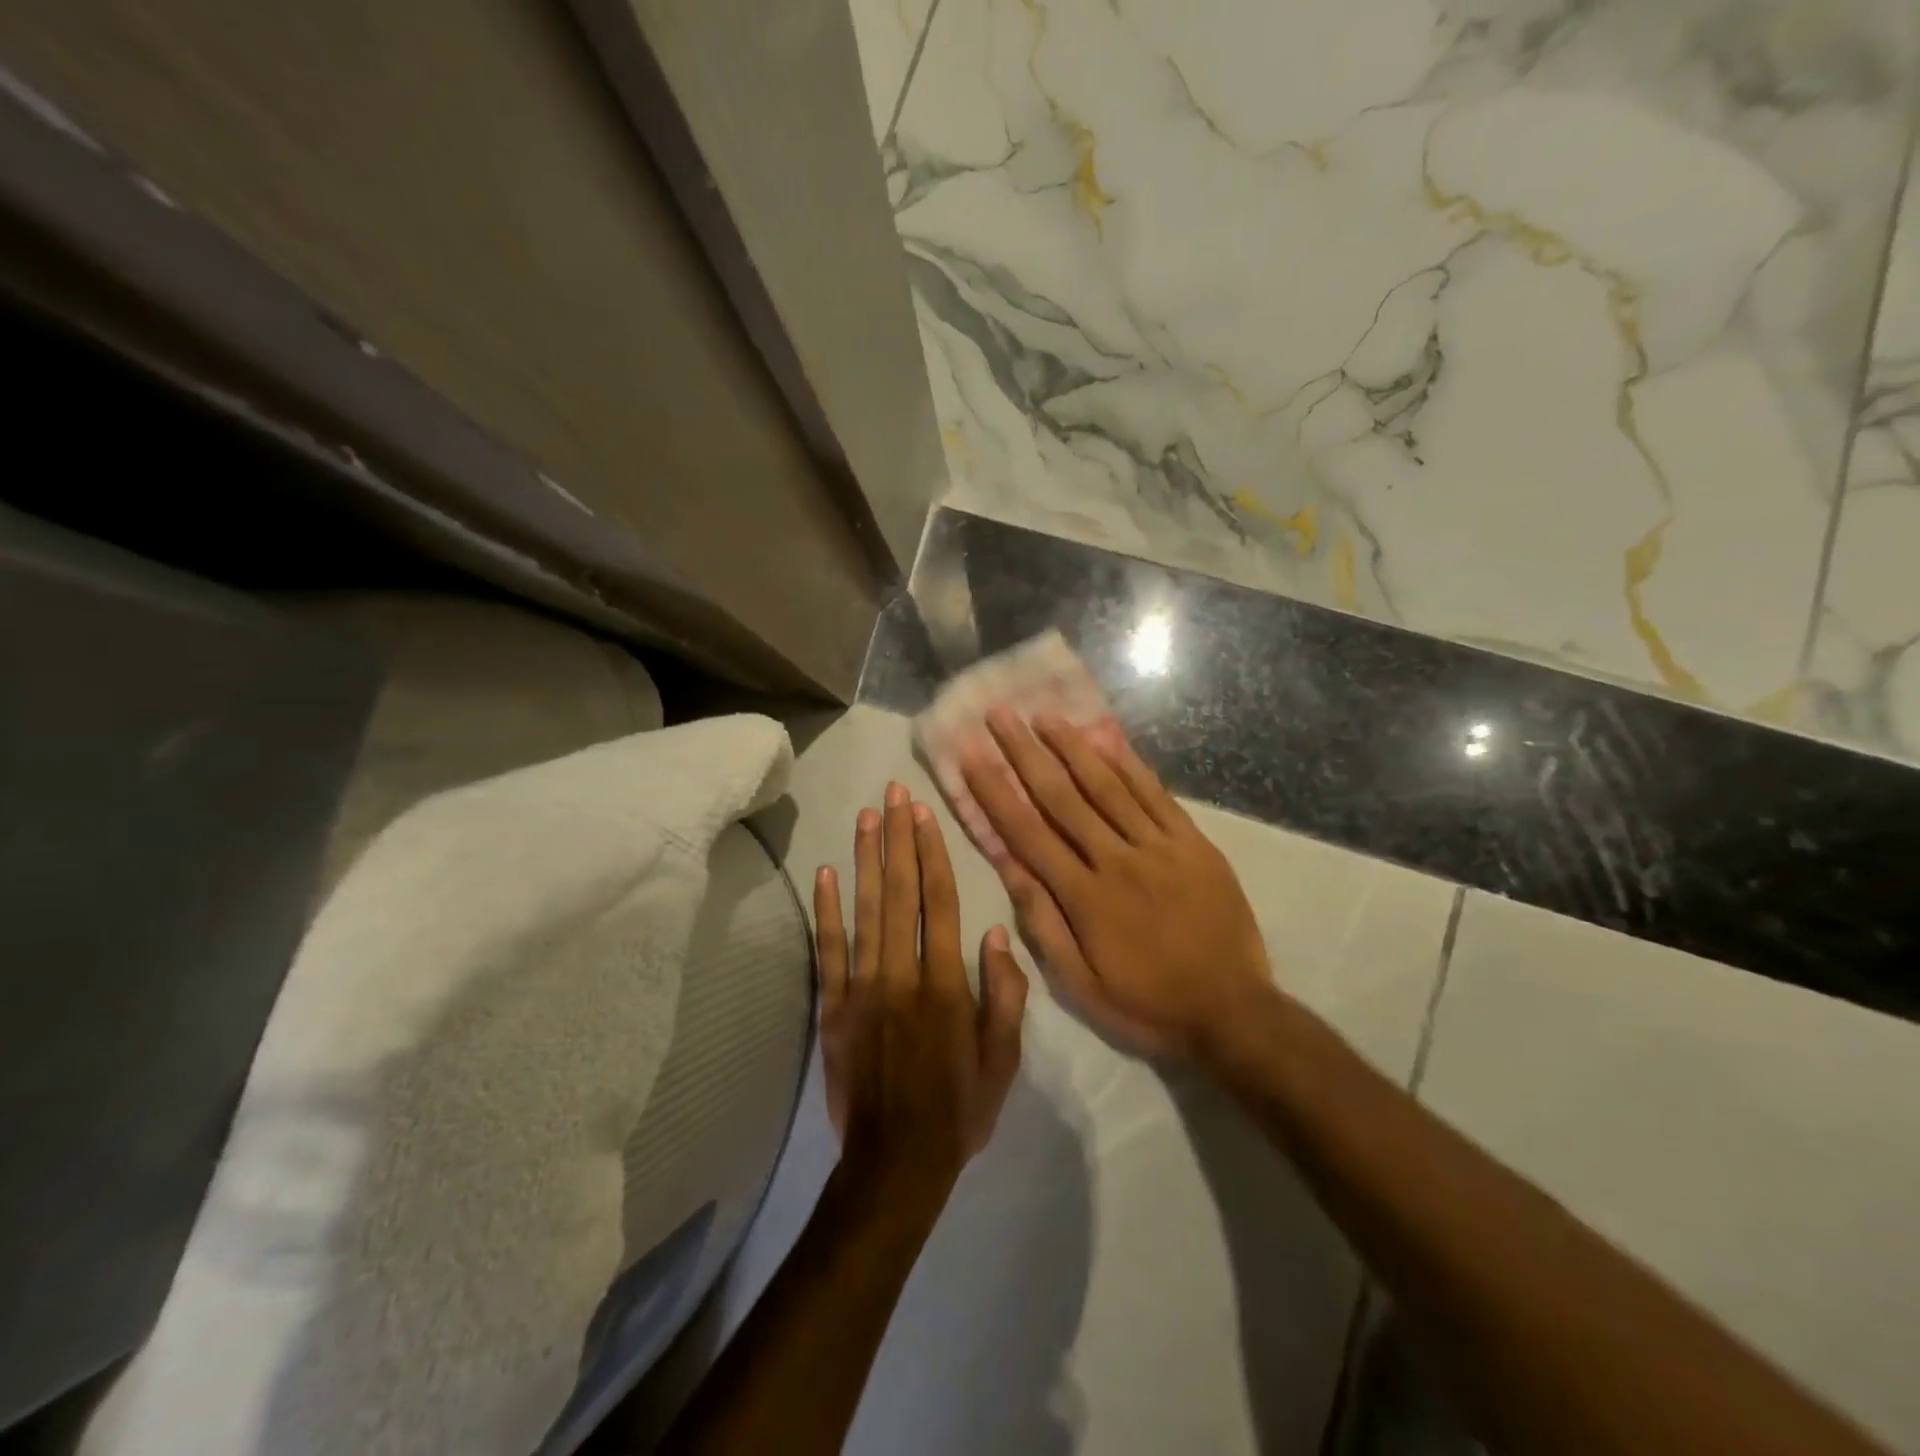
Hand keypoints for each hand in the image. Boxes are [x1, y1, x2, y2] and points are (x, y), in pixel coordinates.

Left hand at [814, 782, 1028, 1209]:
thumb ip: (1004, 995)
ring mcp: (862, 988)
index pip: (940, 903)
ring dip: (866, 859)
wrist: (896, 1164)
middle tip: (892, 793)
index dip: (932, 854)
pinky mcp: (832, 1007)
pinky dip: (826, 911)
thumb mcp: (1004, 1060)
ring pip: (865, 911)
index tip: (924, 814)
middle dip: (897, 838)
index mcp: (946, 985)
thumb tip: (998, 934)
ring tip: (865, 816)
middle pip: (900, 893)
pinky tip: (826, 873)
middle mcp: (902, 974)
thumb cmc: (959, 1109)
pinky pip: (828, 951)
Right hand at [961, 709, 1273, 1058]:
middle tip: (1000, 715)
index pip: (1028, 833)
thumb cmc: (1147, 1003)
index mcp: (1084, 897)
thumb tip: (1010, 869)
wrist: (1233, 1011)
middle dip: (1026, 753)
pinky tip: (1106, 740)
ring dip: (1072, 746)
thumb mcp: (1081, 984)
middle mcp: (1116, 860)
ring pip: (1107, 786)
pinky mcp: (1192, 843)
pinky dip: (1128, 765)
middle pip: (1063, 797)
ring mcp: (1159, 846)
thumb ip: (1043, 924)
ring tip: (1045, 715)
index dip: (996, 792)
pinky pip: (1155, 795)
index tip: (972, 757)